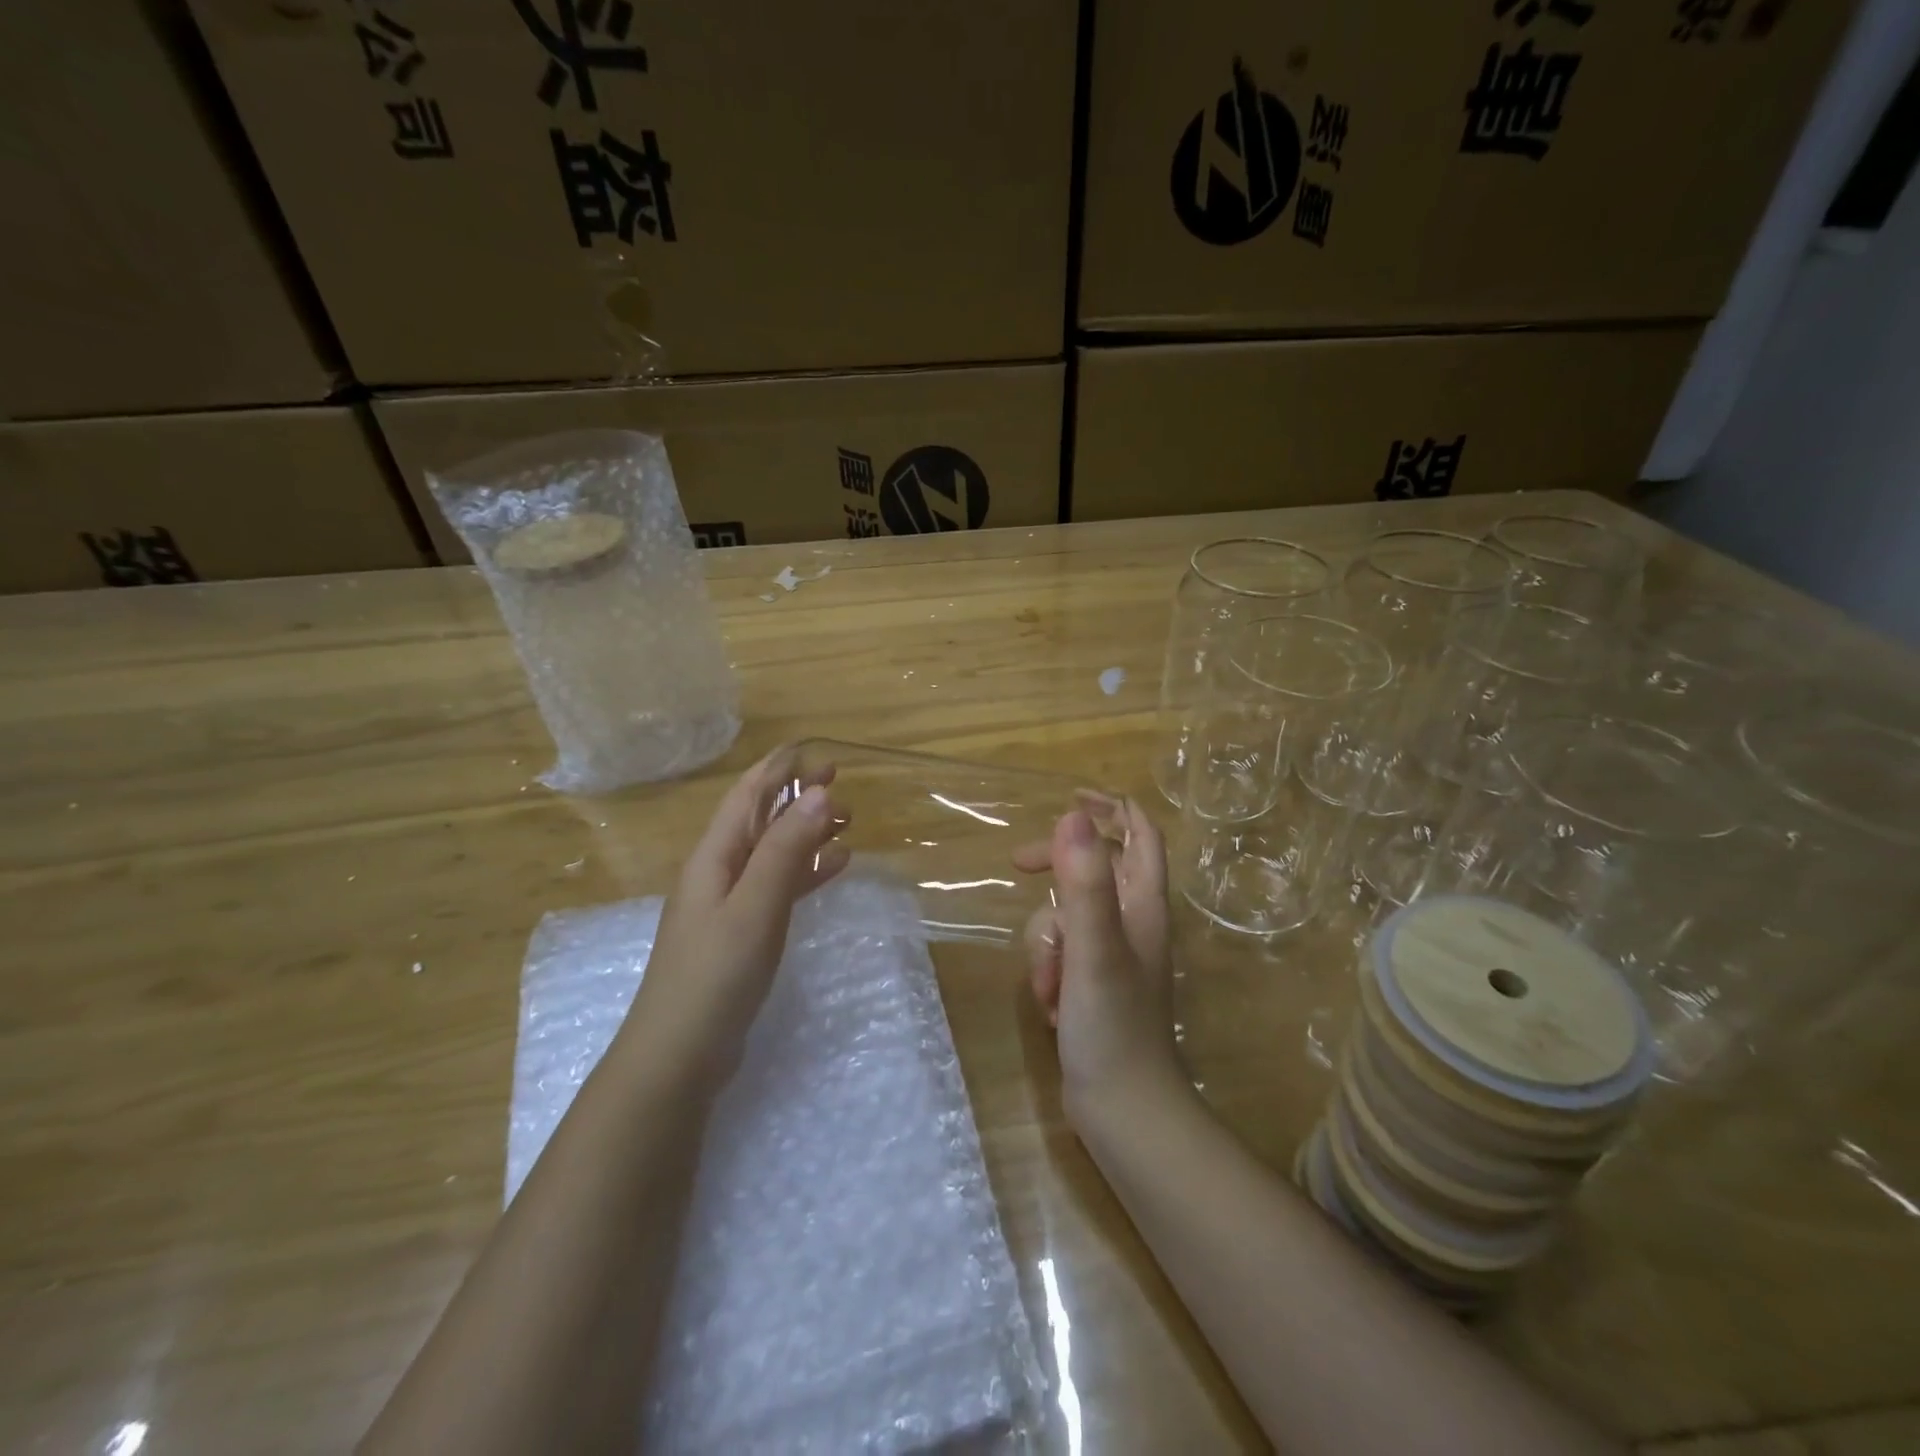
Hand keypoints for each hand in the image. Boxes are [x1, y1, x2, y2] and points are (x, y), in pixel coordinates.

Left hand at [621, 748, 849, 1087]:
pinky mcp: (741, 932)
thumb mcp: (755, 905)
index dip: (781, 769)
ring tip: (848, 823)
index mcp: (714, 856)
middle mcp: (718, 871)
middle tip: (844, 788)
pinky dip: (805, 871)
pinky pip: (777, 885)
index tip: (822, 756)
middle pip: (760, 819)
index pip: (747, 794)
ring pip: (772, 851)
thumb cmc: (715, 974)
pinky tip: (833, 868)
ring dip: (806, 831)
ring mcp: (728, 904)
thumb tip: (818, 792)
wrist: (679, 1055)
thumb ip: (785, 849)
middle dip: (798, 797)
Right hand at [1014, 798, 1183, 1122]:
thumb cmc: (1113, 1026)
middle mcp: (1133, 923)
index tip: (1071, 796)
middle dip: (1057, 869)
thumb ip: (1086, 884)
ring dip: (1047, 942)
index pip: (1139, 835)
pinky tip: (1051, 1005)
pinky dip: (1049, 970)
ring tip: (1050, 985)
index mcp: (1144, 906)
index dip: (1111, 807)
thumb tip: (1075, 815)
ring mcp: (1112, 954)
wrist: (1122, 1110)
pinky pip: (1060, 953)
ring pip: (1066, 915)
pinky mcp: (1092, 983)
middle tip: (1019, 865)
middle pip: (1094, 868)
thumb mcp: (1094, 950)